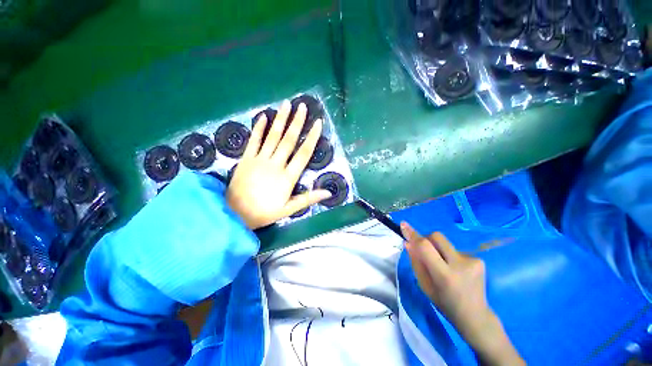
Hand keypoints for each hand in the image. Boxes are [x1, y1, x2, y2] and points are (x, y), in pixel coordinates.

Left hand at [226, 100, 331, 228]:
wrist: (234, 214)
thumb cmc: (264, 213)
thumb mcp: (289, 209)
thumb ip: (308, 199)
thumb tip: (329, 193)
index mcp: (287, 177)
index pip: (303, 154)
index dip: (312, 138)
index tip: (318, 123)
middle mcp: (275, 164)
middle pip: (288, 140)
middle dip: (297, 122)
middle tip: (303, 106)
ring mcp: (259, 160)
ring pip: (272, 136)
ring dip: (280, 119)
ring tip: (286, 104)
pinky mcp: (246, 159)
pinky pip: (254, 141)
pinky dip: (259, 128)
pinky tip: (264, 116)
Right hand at [400, 222, 523, 365]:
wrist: (475, 315)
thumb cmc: (444, 302)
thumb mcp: (424, 285)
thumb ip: (415, 262)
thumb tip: (408, 243)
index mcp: (444, 275)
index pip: (425, 247)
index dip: (413, 234)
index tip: (403, 225)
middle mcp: (460, 265)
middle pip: (436, 236)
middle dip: (426, 239)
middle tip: (426, 252)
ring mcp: (472, 261)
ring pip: (445, 243)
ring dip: (439, 250)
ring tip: (444, 266)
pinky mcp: (479, 260)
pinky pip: (455, 249)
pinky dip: (449, 255)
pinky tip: (455, 270)